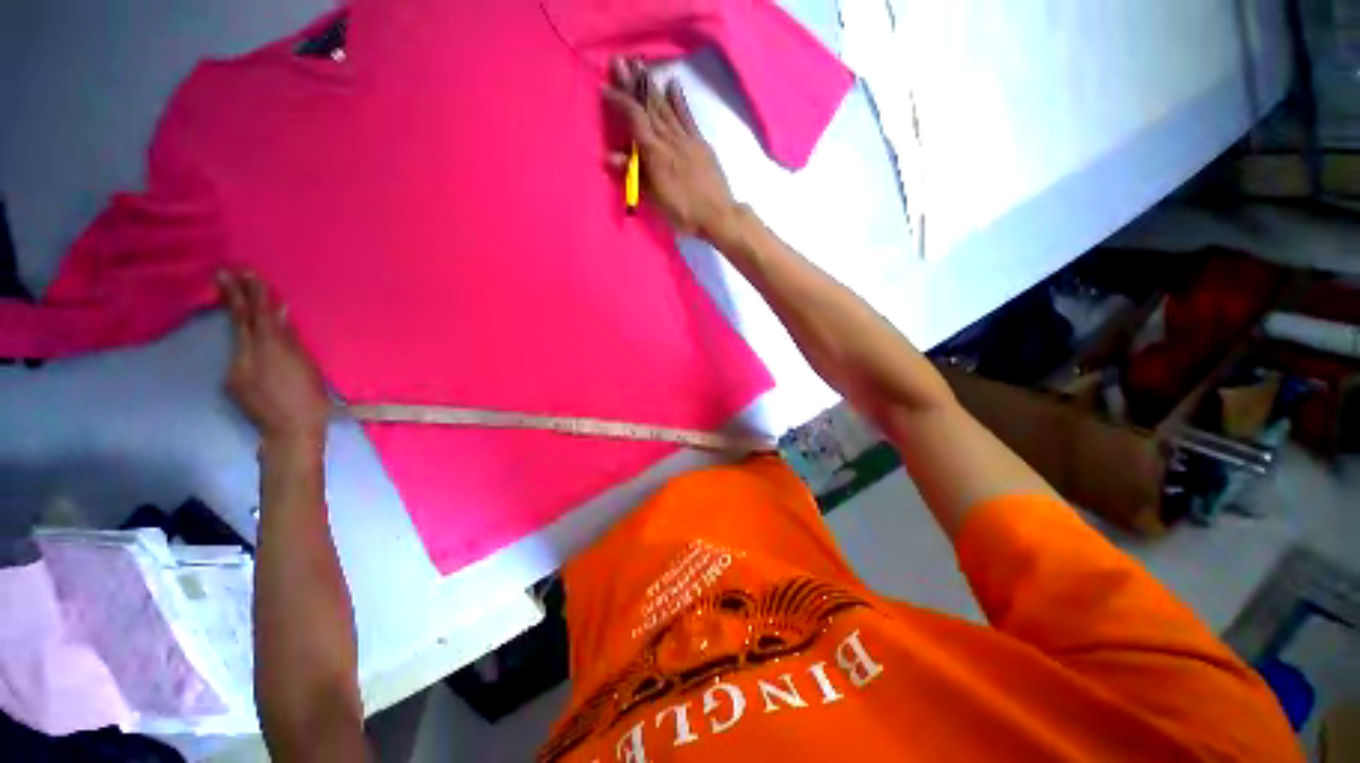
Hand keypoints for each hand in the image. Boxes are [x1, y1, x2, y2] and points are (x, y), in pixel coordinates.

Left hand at [219, 271, 330, 449]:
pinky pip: (239, 356)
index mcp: (270, 349)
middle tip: (224, 272)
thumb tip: (280, 314)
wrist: (289, 432)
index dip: (255, 294)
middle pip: (239, 320)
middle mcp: (247, 354)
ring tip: (229, 293)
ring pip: (237, 337)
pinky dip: (244, 344)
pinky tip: (251, 344)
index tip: (249, 274)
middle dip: (233, 295)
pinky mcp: (231, 382)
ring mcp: (235, 368)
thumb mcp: (306, 366)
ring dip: (235, 315)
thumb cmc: (309, 399)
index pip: (260, 316)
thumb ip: (290, 339)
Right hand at [604, 58, 739, 240]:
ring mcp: (687, 138)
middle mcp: (669, 139)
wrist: (717, 215)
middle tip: (620, 61)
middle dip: (633, 83)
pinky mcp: (700, 143)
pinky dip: (679, 100)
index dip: (619, 101)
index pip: (634, 118)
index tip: (605, 87)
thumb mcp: (654, 199)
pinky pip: (687, 117)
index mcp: (655, 153)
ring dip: (652, 86)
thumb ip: (634, 174)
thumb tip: (609, 156)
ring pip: (666, 107)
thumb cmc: (683, 213)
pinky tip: (673, 84)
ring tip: (640, 65)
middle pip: (649, 106)